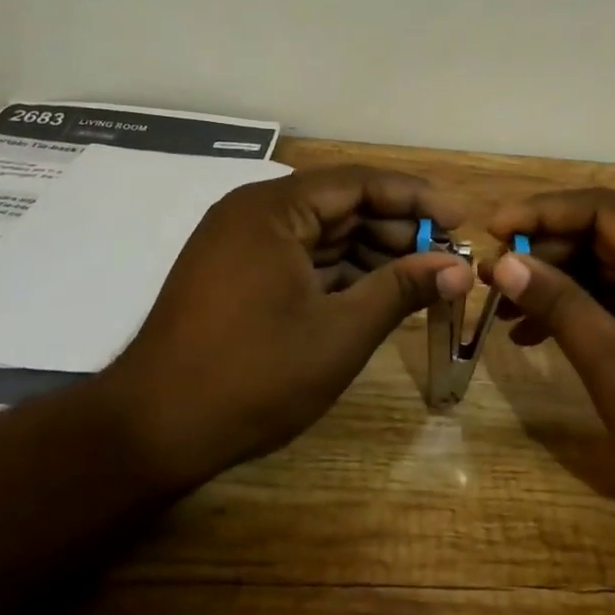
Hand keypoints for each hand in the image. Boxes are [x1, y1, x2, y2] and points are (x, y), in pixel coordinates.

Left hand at [100, 165, 471, 492]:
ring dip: (373, 253)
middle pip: (342, 205)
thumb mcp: (340, 332)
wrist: (152, 432)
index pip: (359, 183)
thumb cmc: (253, 375)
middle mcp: (255, 212)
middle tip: (447, 257)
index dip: (416, 198)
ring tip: (423, 278)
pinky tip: (379, 292)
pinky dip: (341, 272)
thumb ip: (401, 289)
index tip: (462, 219)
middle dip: (398, 229)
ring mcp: (242, 244)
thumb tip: (459, 269)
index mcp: (273, 208)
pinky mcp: (237, 274)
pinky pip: (301, 258)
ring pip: (323, 234)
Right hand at [485, 188, 614, 537]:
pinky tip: (541, 335)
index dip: (541, 213)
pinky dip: (584, 309)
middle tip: (493, 281)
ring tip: (506, 312)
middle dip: (544, 254)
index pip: (600, 208)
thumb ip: (562, 307)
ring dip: (559, 284)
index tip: (493, 231)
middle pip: (602, 235)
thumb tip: (507, 263)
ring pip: (609, 266)